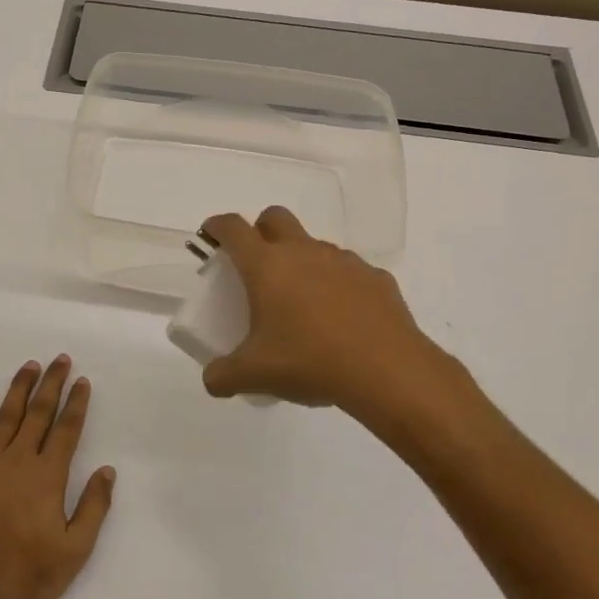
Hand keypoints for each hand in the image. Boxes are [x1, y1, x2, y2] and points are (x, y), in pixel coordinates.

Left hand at [0, 356, 115, 598]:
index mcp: (48, 476)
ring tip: (29, 367)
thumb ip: (94, 507)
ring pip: (6, 416)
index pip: (67, 429)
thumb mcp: (76, 550)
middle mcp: (19, 461)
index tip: (82, 381)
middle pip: (38, 413)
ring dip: (19, 389)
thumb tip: (108, 471)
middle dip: (51, 384)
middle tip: (60, 359)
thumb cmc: (31, 576)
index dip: (76, 403)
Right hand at [199, 207, 478, 426]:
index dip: (217, 226)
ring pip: (314, 245)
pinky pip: (349, 271)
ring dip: (301, 260)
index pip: (233, 228)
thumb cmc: (309, 362)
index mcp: (266, 265)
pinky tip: (341, 318)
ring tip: (301, 301)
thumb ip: (223, 376)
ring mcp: (343, 261)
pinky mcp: (375, 278)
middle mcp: (303, 252)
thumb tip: (213, 380)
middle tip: (256, 263)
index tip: (211, 235)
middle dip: (260, 230)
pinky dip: (338, 285)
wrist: (387, 372)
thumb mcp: (254, 375)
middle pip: (275, 217)